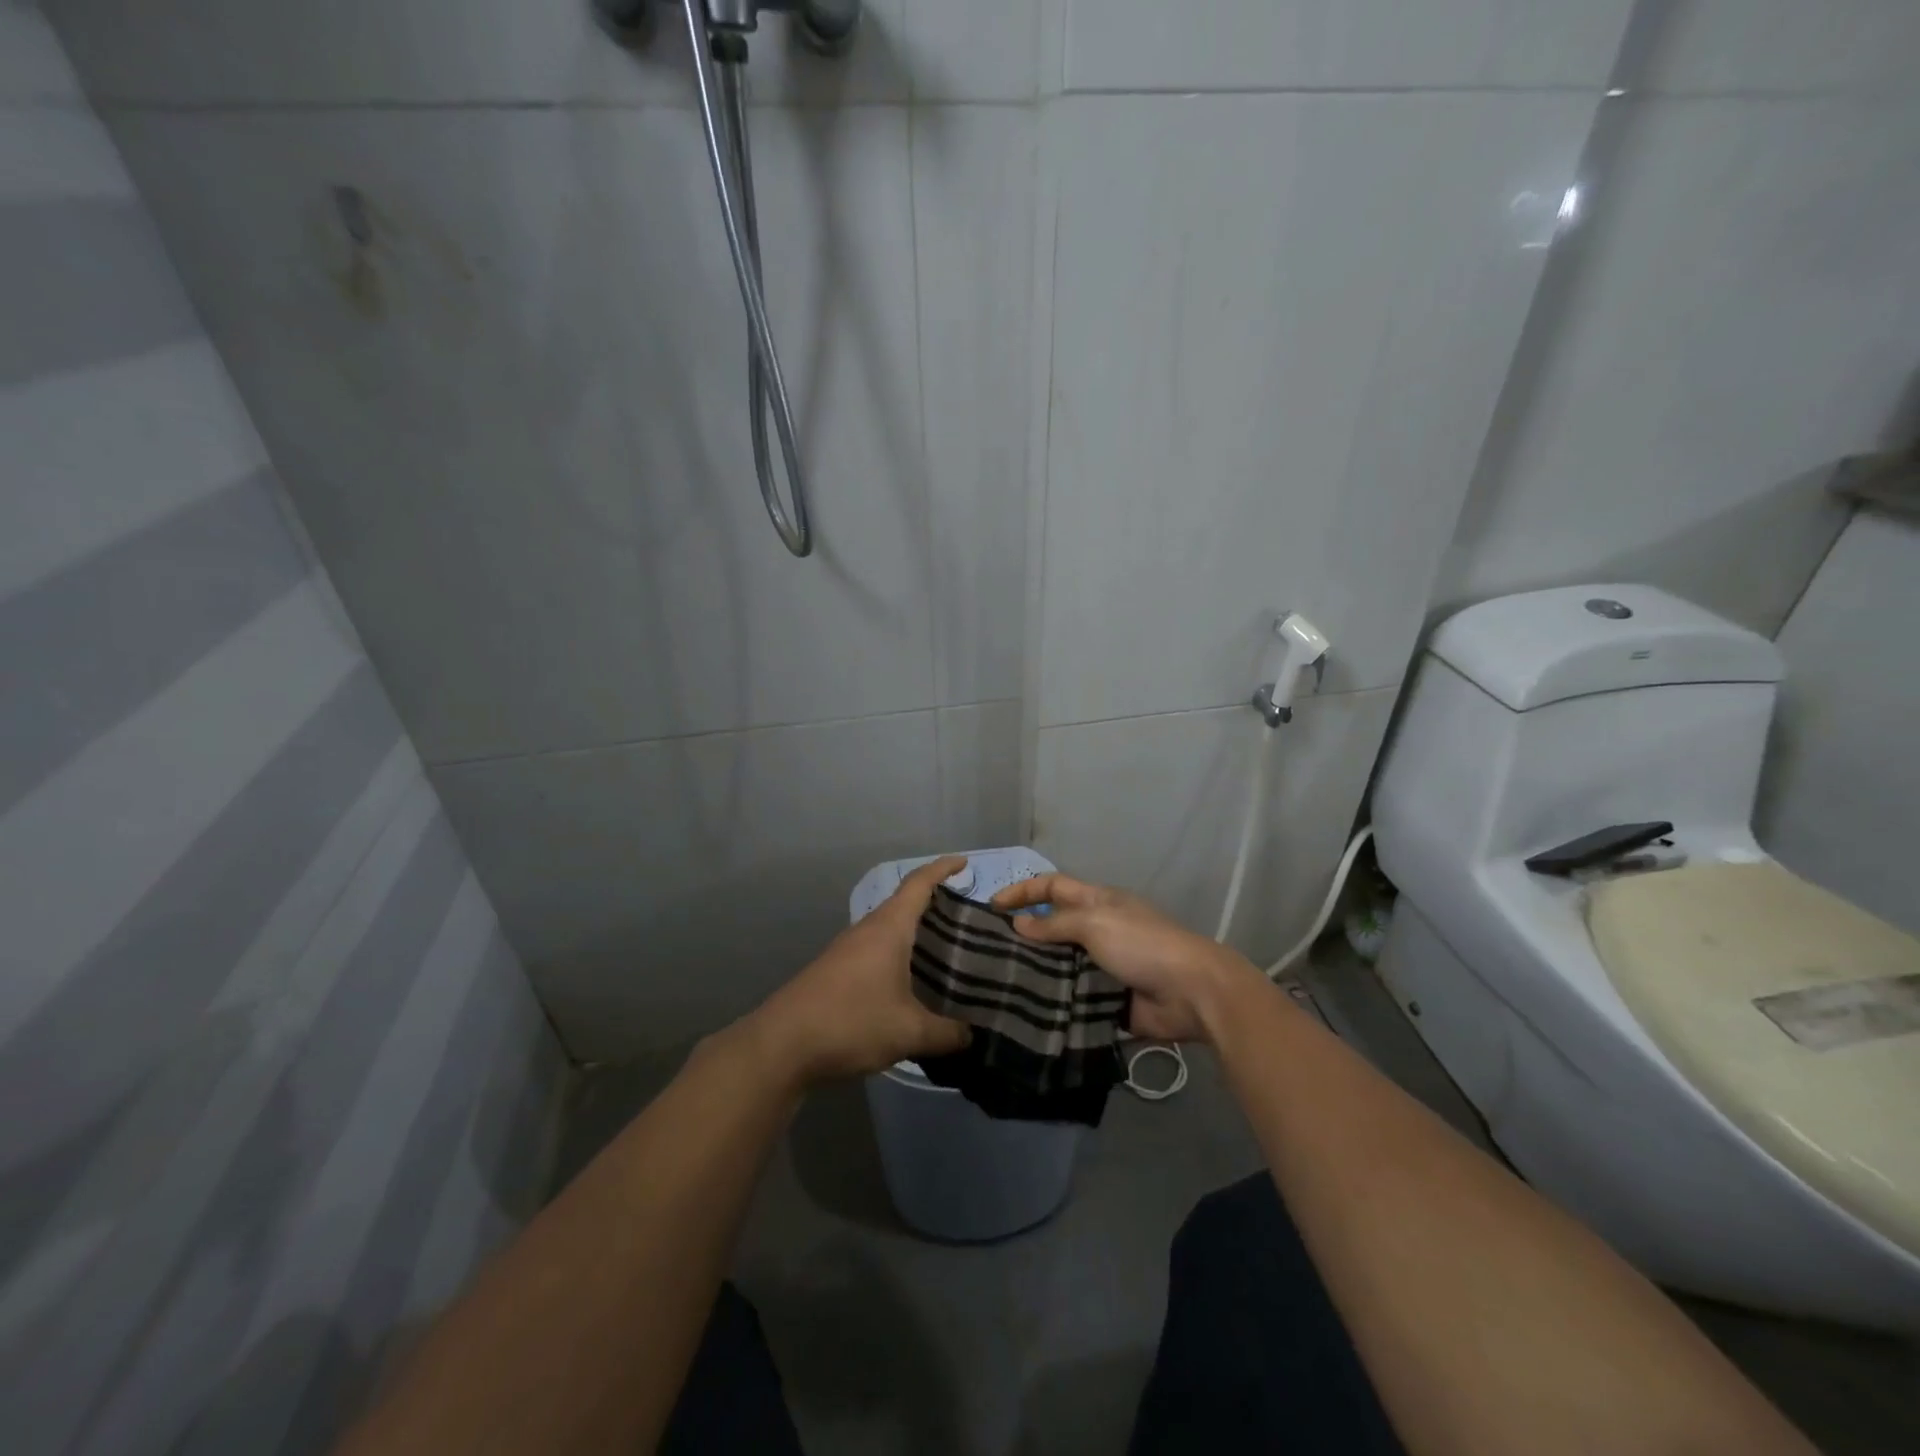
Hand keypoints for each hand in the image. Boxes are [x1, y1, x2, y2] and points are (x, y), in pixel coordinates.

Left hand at [744, 856, 972, 1086]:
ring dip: (915, 934)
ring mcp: (847, 949)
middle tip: (967, 921)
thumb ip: (946, 1034)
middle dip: (935, 905)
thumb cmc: (851, 1022)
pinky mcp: (835, 971)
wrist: (782, 1045)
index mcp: (889, 928)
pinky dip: (898, 955)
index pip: (919, 883)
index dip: (942, 868)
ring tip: (946, 953)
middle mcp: (867, 930)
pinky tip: (910, 983)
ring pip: (889, 929)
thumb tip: (971, 1036)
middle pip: (904, 904)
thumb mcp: (908, 1032)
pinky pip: (876, 950)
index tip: (964, 863)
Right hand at [991, 873, 1258, 1043]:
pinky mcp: (1106, 1000)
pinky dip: (1053, 1004)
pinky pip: (1072, 999)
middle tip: (987, 953)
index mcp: (1097, 902)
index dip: (1022, 891)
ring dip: (1035, 974)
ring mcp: (1102, 967)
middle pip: (1053, 928)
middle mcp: (1097, 931)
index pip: (1052, 887)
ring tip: (998, 986)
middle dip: (1023, 936)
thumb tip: (1019, 924)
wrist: (1191, 993)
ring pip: (1059, 966)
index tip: (991, 907)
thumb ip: (1055, 924)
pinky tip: (1025, 1013)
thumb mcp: (1096, 923)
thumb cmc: (1142, 944)